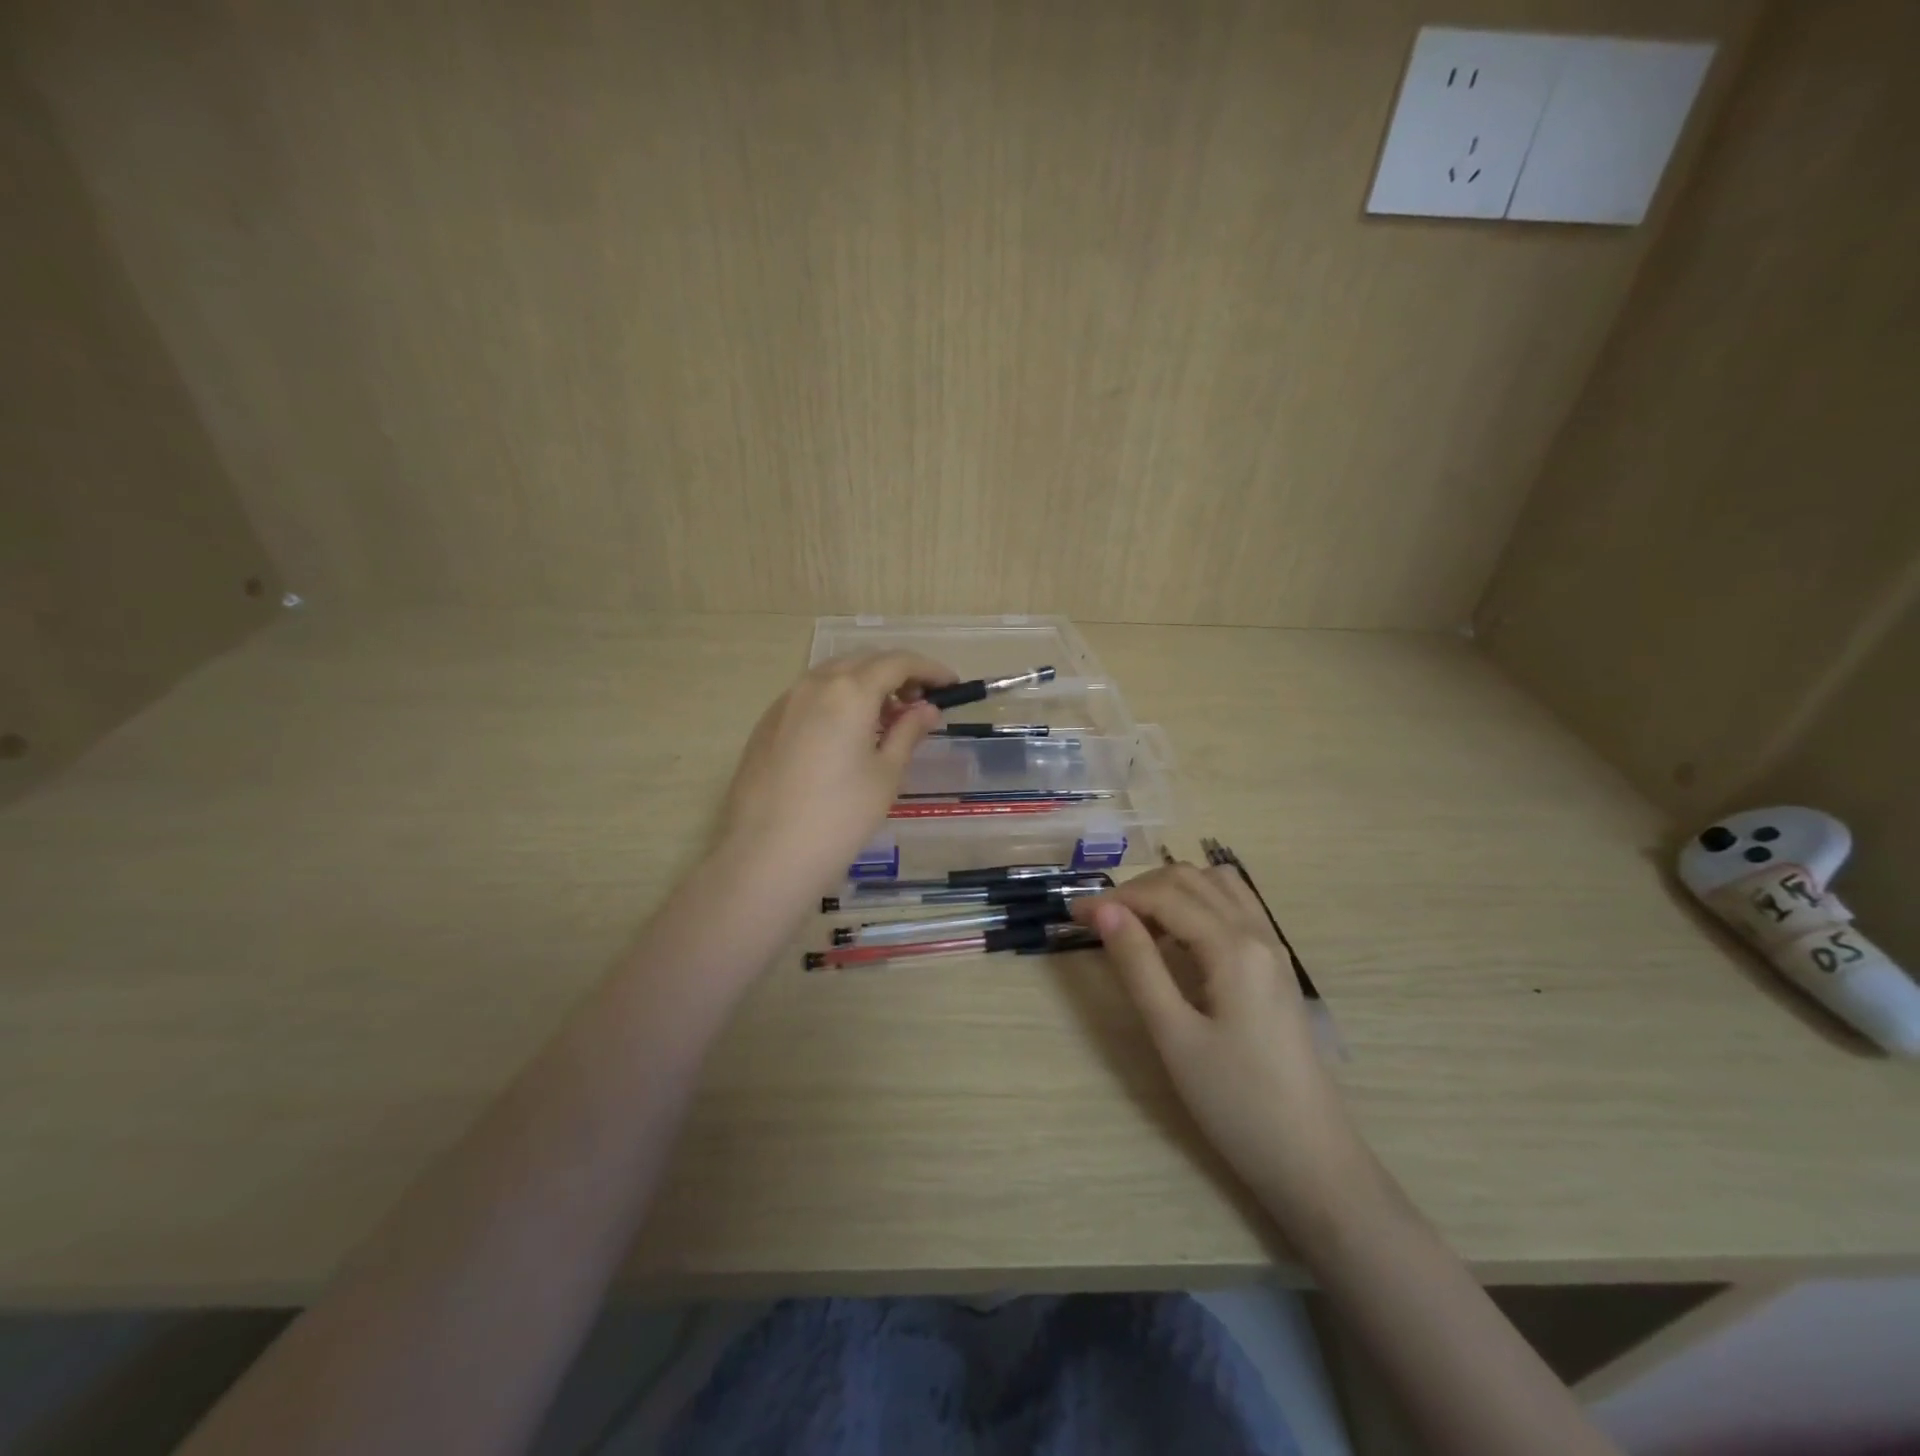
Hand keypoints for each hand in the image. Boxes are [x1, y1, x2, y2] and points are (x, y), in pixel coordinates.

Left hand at [717, 650, 957, 890]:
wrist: (766, 854)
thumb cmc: (840, 816)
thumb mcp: (886, 774)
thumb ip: (908, 733)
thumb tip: (927, 710)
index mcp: (850, 691)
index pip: (898, 662)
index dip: (929, 669)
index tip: (951, 685)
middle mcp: (814, 684)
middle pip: (864, 661)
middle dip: (897, 674)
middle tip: (920, 704)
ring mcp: (785, 702)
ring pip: (833, 675)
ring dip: (865, 685)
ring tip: (886, 720)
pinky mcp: (766, 724)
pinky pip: (810, 696)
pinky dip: (837, 700)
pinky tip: (846, 734)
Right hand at [1072, 864, 1374, 1219]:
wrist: (1311, 1159)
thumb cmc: (1235, 1102)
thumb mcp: (1174, 1035)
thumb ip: (1137, 965)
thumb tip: (1103, 910)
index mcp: (1233, 948)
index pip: (1164, 897)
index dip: (1114, 899)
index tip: (1073, 915)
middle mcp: (1257, 933)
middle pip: (1190, 879)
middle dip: (1139, 889)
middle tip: (1099, 920)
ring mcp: (1273, 948)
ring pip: (1217, 885)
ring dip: (1172, 889)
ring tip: (1137, 923)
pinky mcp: (1277, 967)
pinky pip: (1236, 907)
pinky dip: (1200, 901)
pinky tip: (1179, 936)